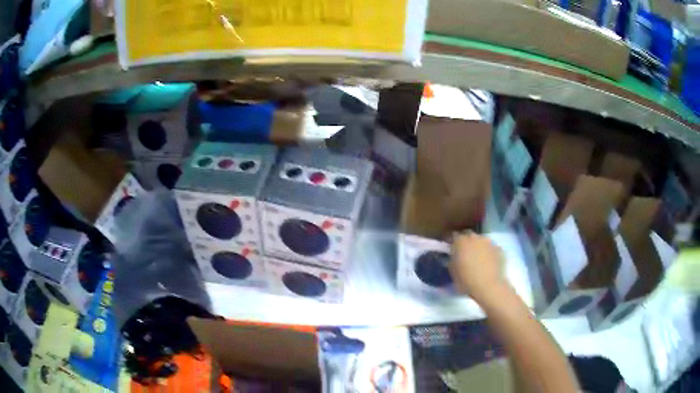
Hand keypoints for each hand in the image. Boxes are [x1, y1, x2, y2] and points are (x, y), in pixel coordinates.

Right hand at [449, 233, 507, 301]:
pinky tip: (488, 263)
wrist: (489, 286)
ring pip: (481, 241)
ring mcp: (489, 242)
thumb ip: (452, 259)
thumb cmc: (466, 280)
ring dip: (478, 246)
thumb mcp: (452, 271)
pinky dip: (489, 253)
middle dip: (466, 242)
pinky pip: (491, 248)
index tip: (451, 249)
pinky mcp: (499, 249)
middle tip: (465, 253)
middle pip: (469, 235)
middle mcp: (475, 237)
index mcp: (461, 241)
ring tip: (478, 258)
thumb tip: (454, 256)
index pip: (454, 236)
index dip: (452, 242)